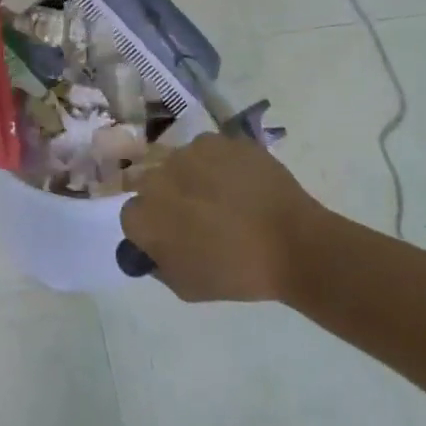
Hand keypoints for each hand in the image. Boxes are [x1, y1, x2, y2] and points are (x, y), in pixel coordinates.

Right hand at [119, 134, 319, 302]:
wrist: (293, 244)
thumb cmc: (238, 273)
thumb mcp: (187, 286)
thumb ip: (158, 263)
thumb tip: (153, 246)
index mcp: (145, 215)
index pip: (132, 216)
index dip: (152, 227)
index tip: (173, 237)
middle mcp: (158, 176)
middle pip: (151, 184)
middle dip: (168, 198)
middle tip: (197, 215)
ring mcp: (189, 152)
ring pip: (179, 163)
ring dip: (191, 178)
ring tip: (223, 197)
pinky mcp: (218, 139)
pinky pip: (208, 150)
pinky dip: (217, 163)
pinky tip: (239, 182)